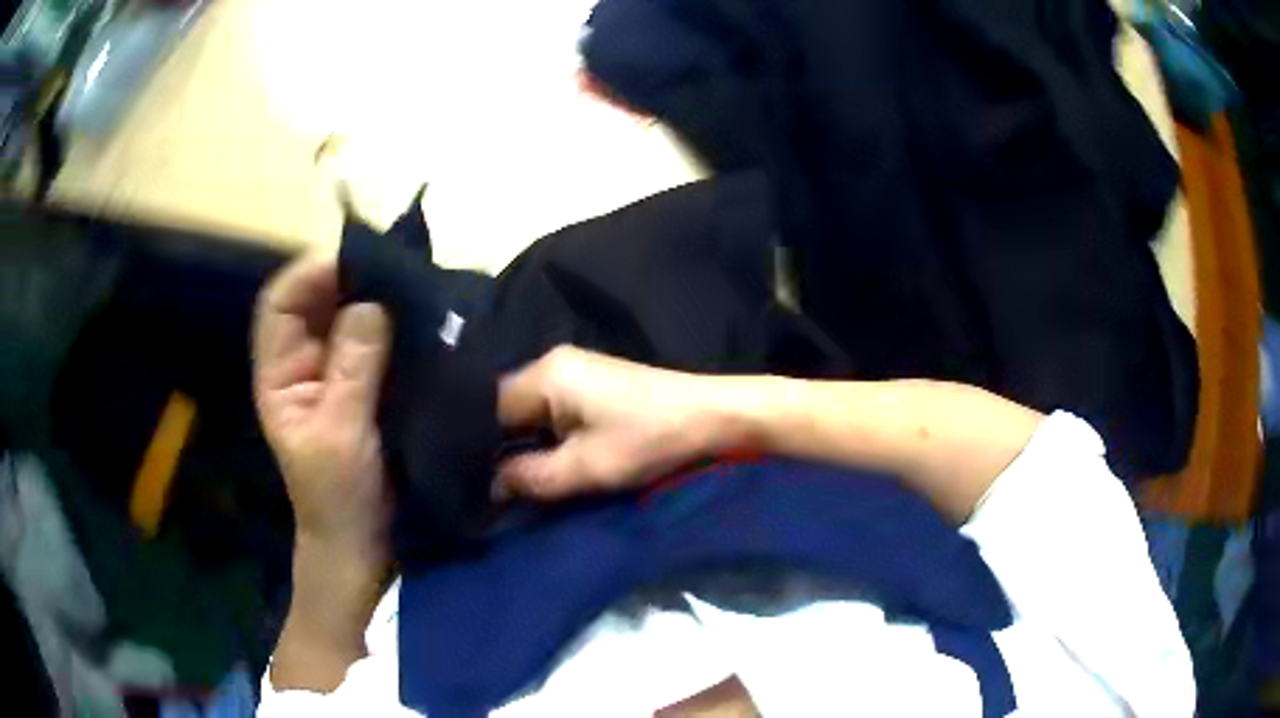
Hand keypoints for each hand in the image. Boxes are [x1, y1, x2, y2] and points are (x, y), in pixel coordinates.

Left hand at [252, 253, 391, 559]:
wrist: (361, 540)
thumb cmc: (338, 495)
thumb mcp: (340, 434)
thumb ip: (353, 369)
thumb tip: (372, 303)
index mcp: (279, 374)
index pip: (280, 305)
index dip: (308, 274)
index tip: (352, 260)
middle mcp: (302, 362)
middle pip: (314, 301)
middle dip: (347, 278)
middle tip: (392, 265)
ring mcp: (335, 371)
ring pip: (346, 317)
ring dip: (374, 297)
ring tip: (410, 282)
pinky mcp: (365, 382)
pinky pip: (375, 341)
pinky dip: (393, 324)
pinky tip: (417, 316)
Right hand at [496, 346, 742, 499]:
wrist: (712, 416)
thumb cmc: (648, 440)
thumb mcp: (585, 469)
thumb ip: (530, 478)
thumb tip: (491, 486)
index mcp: (546, 374)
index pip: (489, 409)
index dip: (479, 446)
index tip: (473, 481)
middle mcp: (553, 363)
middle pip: (508, 408)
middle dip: (503, 446)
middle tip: (493, 485)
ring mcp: (575, 370)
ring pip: (531, 411)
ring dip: (527, 443)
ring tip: (517, 477)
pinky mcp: (593, 383)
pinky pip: (553, 409)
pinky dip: (548, 435)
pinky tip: (549, 460)